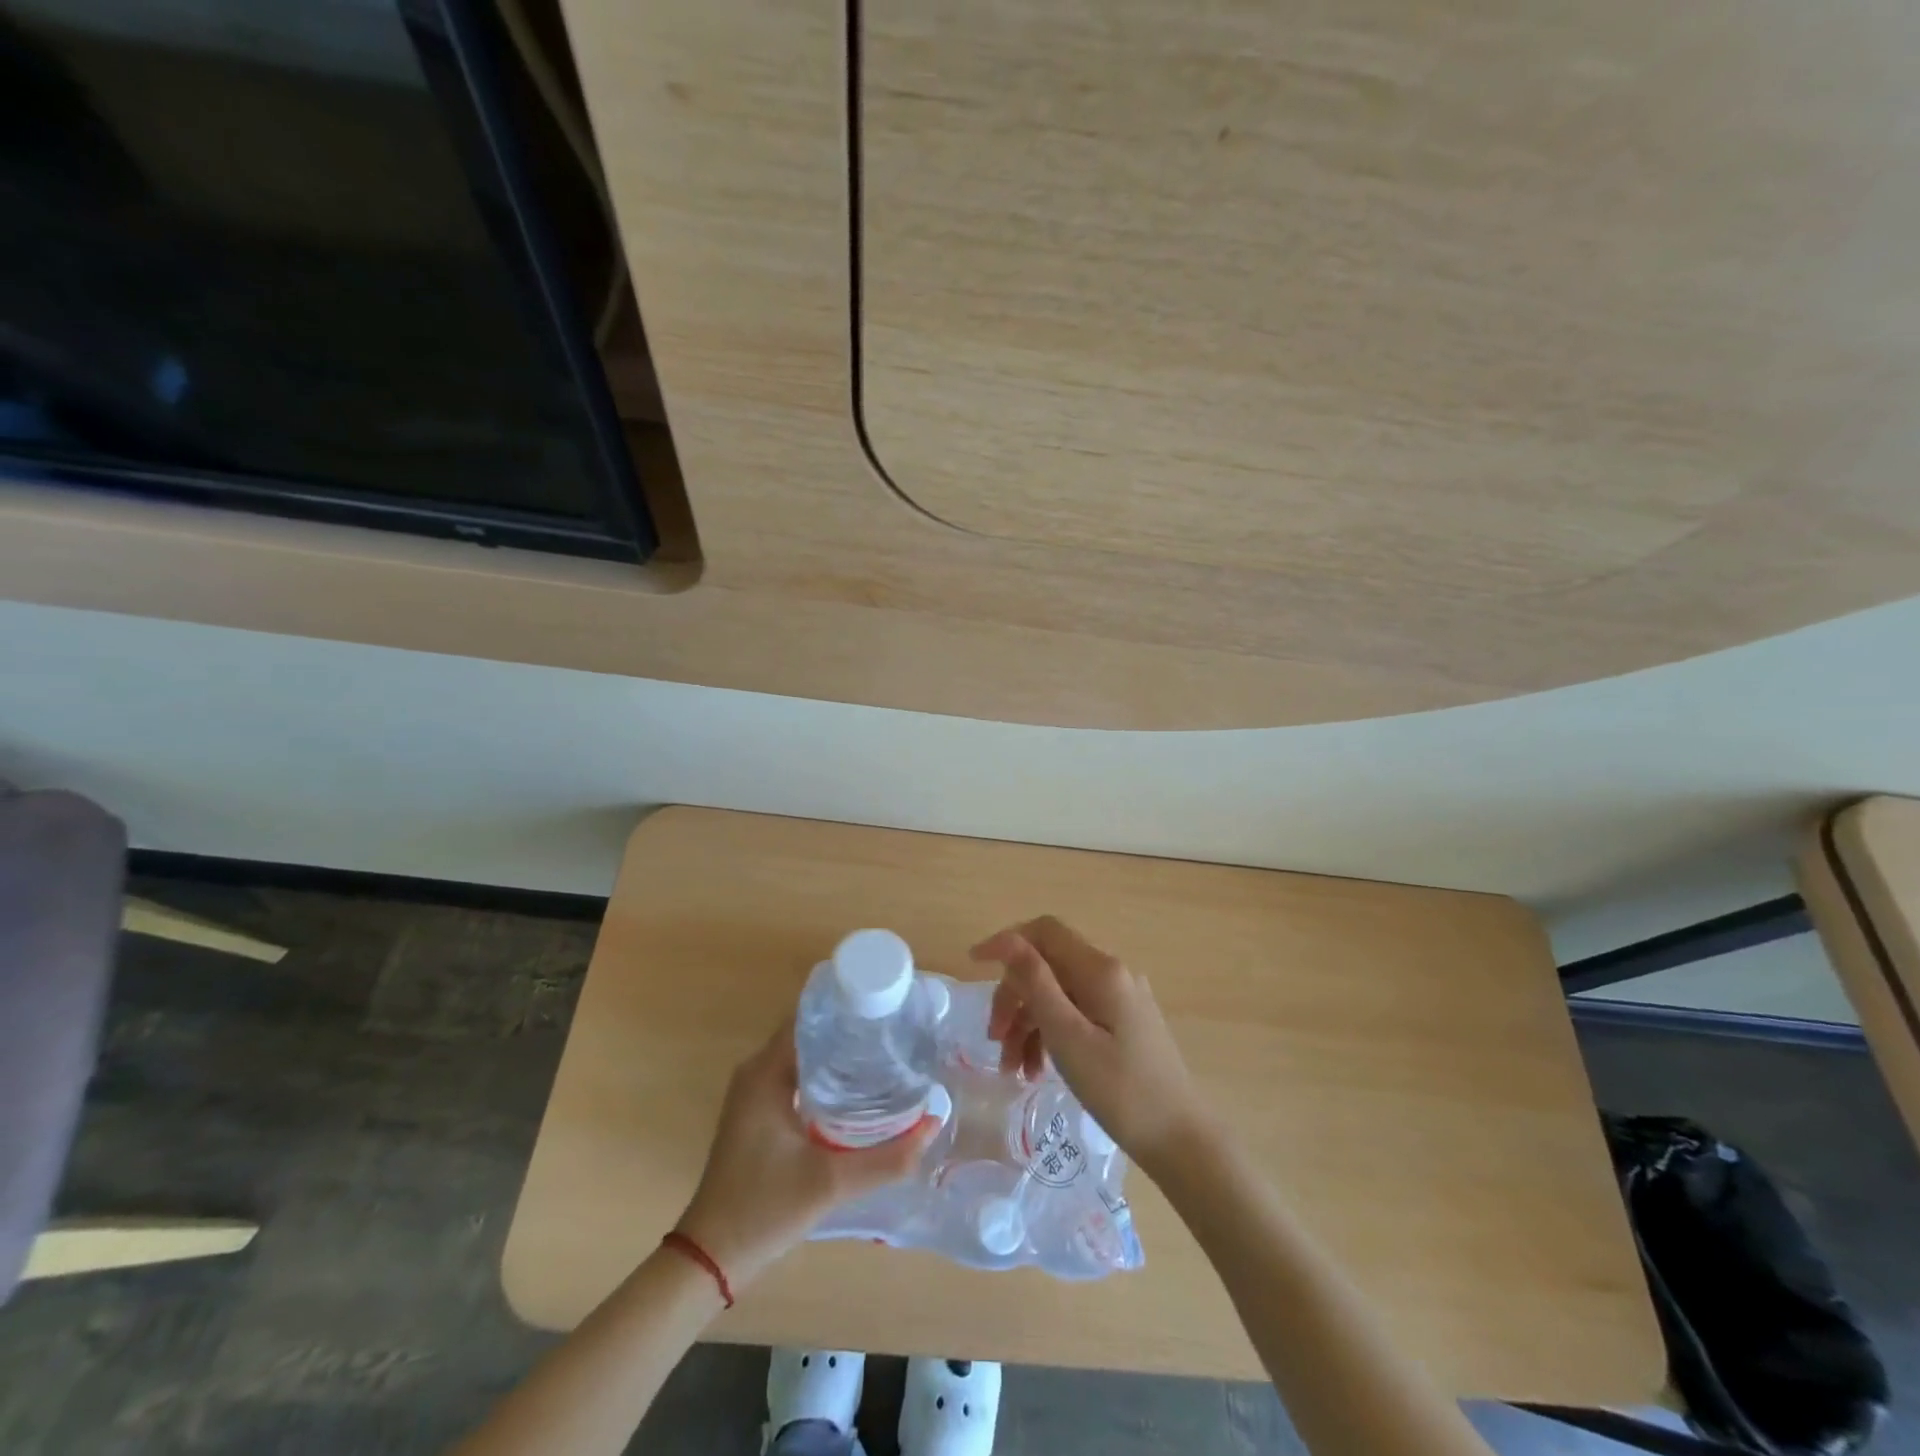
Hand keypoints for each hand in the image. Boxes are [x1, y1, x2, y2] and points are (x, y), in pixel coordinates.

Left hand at [675, 1019, 937, 1288]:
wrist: (711, 1258)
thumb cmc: (764, 1209)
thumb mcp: (831, 1182)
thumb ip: (888, 1157)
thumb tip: (934, 1123)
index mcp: (765, 1071)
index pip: (810, 1016)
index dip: (847, 1007)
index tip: (886, 1006)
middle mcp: (757, 1071)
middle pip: (810, 1032)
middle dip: (851, 1029)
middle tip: (897, 1031)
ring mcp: (755, 1092)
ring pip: (804, 1055)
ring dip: (840, 1052)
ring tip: (887, 1053)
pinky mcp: (759, 1112)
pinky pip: (797, 1075)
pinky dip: (826, 1074)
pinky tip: (858, 1089)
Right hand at [975, 916, 1210, 1173]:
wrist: (1181, 1140)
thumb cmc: (1120, 1090)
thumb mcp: (1068, 1036)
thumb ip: (1036, 983)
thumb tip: (1008, 940)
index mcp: (1100, 969)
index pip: (1044, 931)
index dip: (1006, 942)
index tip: (973, 966)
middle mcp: (1111, 972)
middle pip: (1047, 966)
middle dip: (1014, 997)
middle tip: (994, 1040)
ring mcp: (1119, 998)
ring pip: (1058, 994)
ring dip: (1028, 1023)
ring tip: (1012, 1069)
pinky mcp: (1122, 1022)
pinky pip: (1075, 1014)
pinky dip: (1051, 1035)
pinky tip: (1036, 1070)